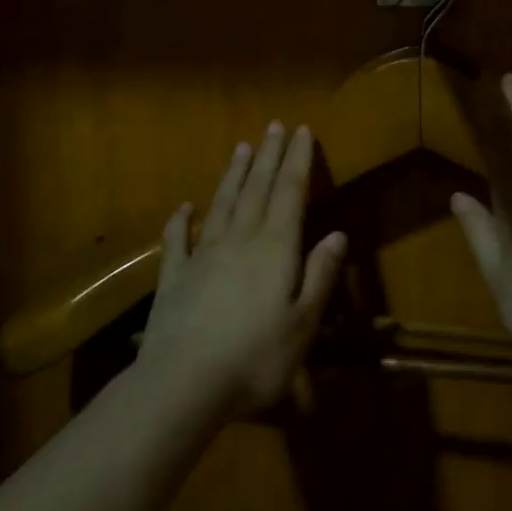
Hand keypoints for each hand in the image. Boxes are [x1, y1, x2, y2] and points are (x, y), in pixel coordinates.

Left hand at [139, 121, 347, 417]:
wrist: (183, 385)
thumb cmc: (256, 358)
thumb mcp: (303, 322)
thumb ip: (319, 275)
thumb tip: (338, 234)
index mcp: (275, 248)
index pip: (290, 193)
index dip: (298, 160)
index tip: (302, 130)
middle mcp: (239, 240)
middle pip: (257, 189)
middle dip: (268, 156)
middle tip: (274, 126)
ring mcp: (202, 256)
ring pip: (222, 204)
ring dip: (233, 175)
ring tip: (241, 148)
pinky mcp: (174, 278)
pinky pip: (177, 241)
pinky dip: (181, 221)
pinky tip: (184, 207)